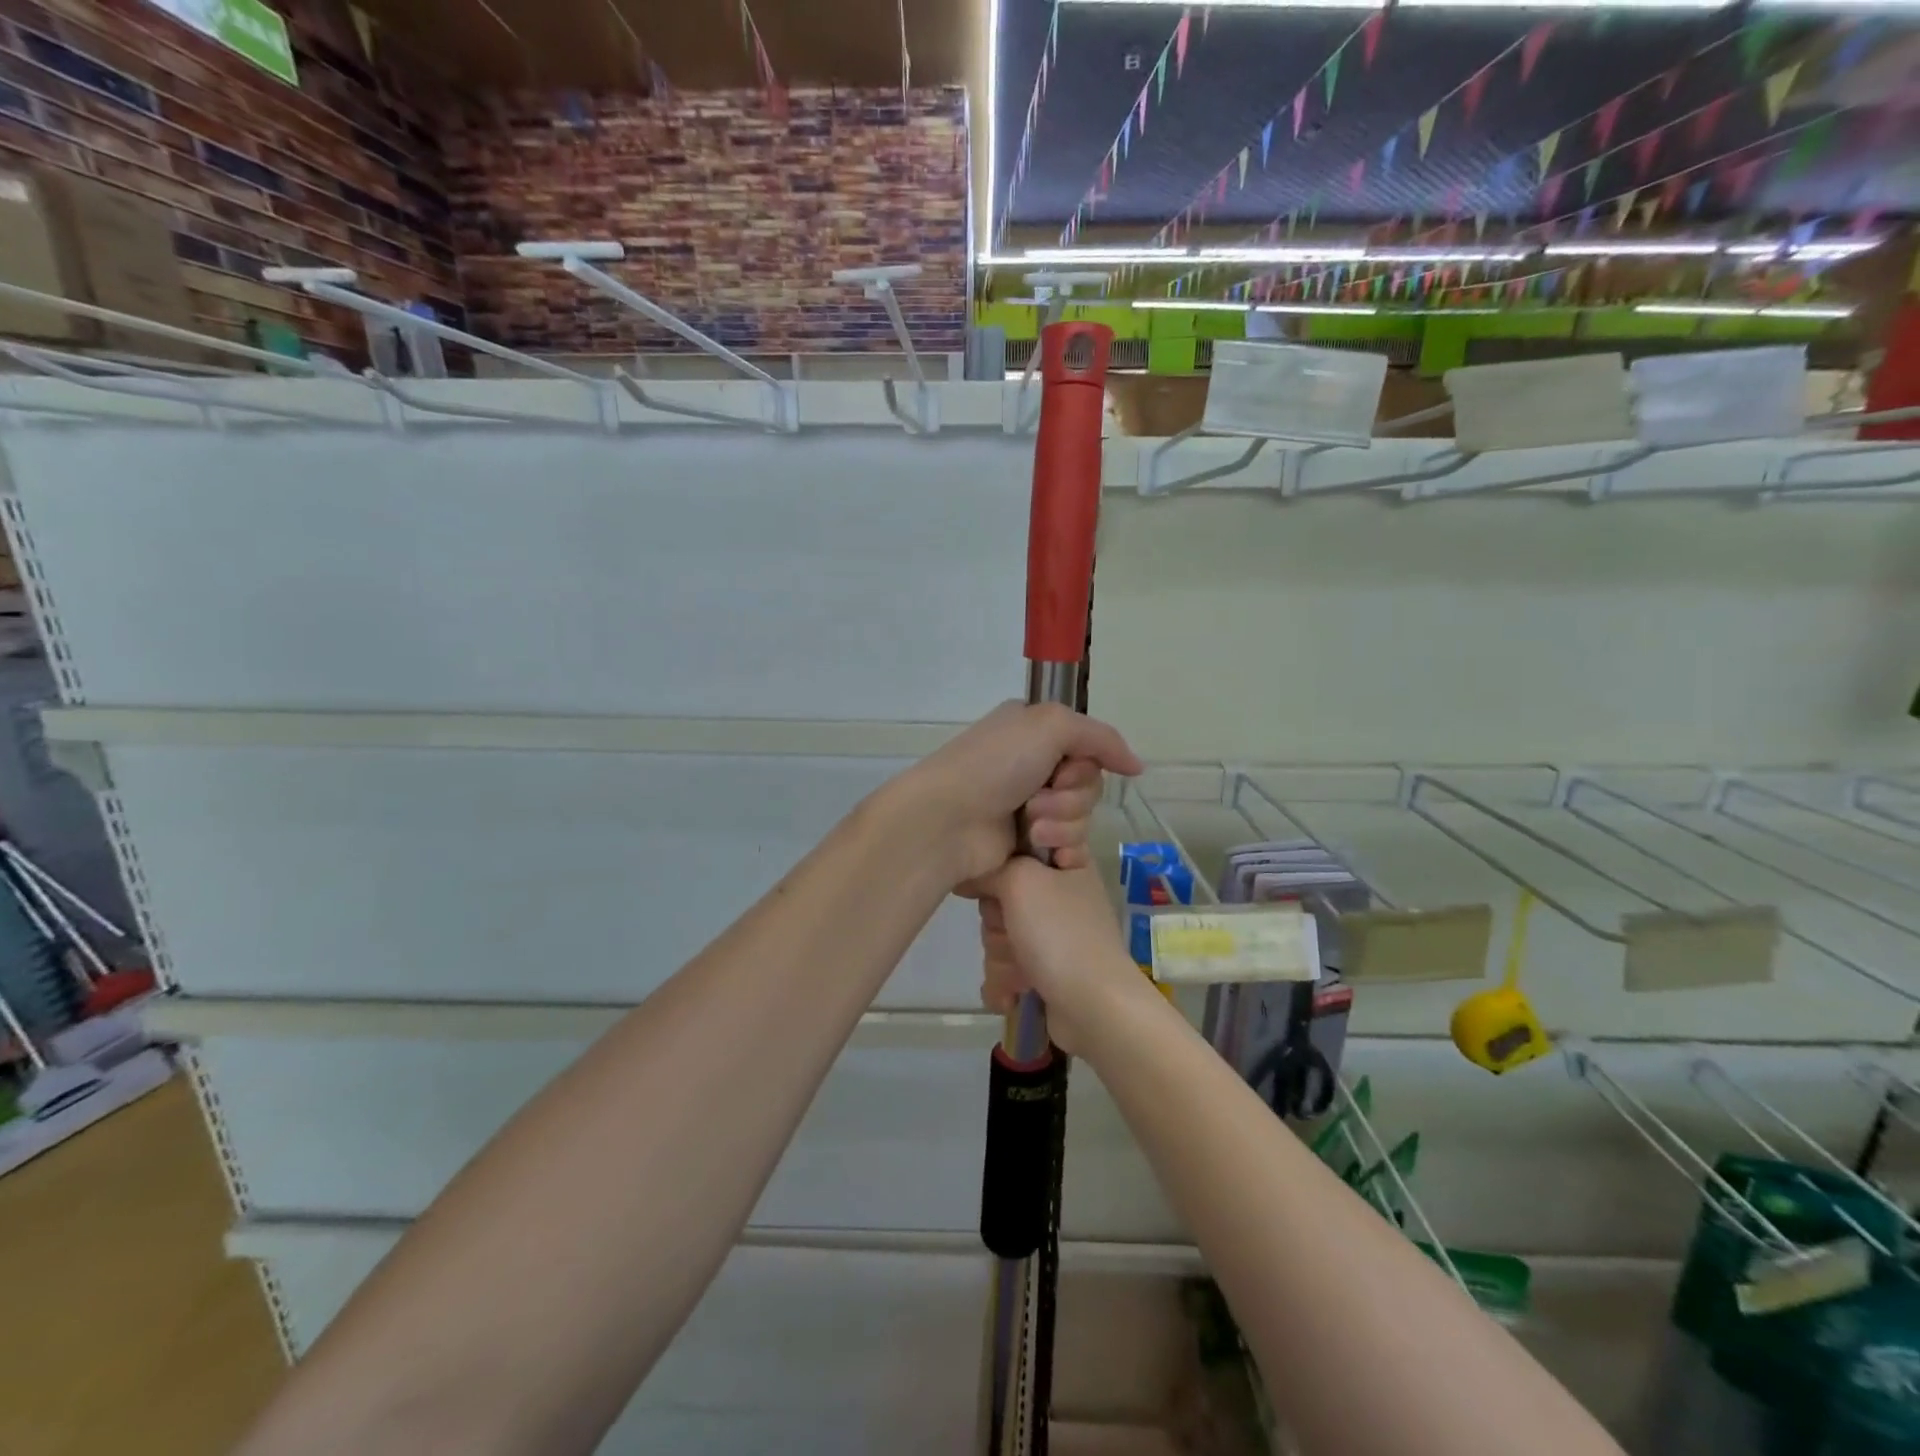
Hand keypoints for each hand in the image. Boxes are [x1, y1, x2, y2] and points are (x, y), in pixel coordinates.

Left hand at [896, 702, 1142, 891]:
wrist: (949, 821)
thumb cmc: (994, 764)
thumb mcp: (1050, 725)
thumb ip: (1101, 738)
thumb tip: (1136, 766)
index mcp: (1033, 733)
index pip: (1088, 747)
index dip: (1084, 762)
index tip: (1065, 769)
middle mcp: (1032, 767)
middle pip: (1088, 784)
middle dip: (1070, 797)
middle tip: (1037, 801)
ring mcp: (1029, 808)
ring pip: (1082, 818)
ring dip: (1061, 824)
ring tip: (1029, 829)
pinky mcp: (1028, 847)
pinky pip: (1072, 848)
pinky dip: (1065, 851)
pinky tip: (1050, 856)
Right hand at [977, 859, 1155, 1056]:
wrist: (1093, 1007)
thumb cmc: (1060, 933)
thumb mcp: (1022, 880)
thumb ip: (991, 868)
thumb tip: (968, 875)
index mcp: (1065, 863)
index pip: (1019, 846)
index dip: (1000, 861)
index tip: (994, 877)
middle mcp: (1058, 894)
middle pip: (1000, 895)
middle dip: (997, 921)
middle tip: (1013, 930)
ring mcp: (1052, 934)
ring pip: (999, 933)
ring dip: (1002, 956)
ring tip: (1022, 971)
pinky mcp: (1043, 969)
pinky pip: (1005, 966)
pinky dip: (1006, 982)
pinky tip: (1015, 994)